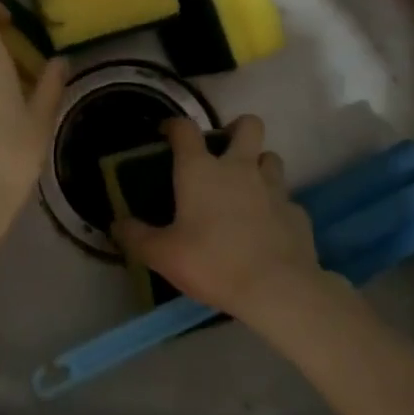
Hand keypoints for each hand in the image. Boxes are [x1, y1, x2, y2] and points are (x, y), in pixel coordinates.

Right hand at [113, 115, 320, 317]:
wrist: (278, 289)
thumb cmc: (213, 262)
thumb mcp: (163, 255)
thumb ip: (136, 237)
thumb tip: (116, 225)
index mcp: (201, 170)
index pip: (185, 128)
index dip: (174, 125)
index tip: (167, 133)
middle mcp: (239, 167)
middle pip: (248, 125)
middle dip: (236, 129)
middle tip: (224, 151)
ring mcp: (274, 188)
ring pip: (271, 157)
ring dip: (259, 165)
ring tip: (247, 188)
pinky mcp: (297, 213)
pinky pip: (287, 199)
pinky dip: (277, 207)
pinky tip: (269, 227)